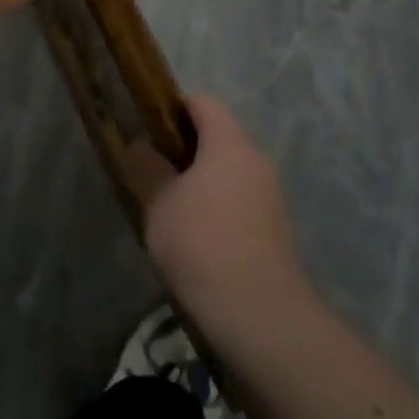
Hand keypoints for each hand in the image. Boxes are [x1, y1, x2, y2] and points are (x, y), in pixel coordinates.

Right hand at [130, 95, 311, 347]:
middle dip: (186, 150)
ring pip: (230, 172)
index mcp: (229, 144)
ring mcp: (271, 196)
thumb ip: (148, 169)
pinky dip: (220, 208)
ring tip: (173, 211)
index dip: (174, 108)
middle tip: (155, 174)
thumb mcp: (159, 204)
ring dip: (203, 182)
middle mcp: (256, 161)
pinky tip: (199, 240)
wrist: (260, 315)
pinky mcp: (277, 229)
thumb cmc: (201, 244)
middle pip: (219, 137)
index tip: (150, 130)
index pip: (203, 103)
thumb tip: (141, 147)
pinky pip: (241, 201)